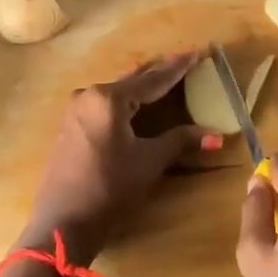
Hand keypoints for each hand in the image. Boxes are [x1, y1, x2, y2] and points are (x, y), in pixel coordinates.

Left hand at [18, 51, 220, 265]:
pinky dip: (124, 103)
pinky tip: (135, 105)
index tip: (197, 52)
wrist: (62, 224)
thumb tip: (215, 135)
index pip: (153, 79)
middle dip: (159, 73)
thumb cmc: (109, 189)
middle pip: (132, 81)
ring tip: (163, 80)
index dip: (177, 68)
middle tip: (183, 63)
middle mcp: (89, 95)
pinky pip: (103, 105)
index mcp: (109, 98)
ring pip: (116, 93)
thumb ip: (180, 141)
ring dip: (140, 88)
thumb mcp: (149, 162)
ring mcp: (75, 110)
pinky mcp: (69, 126)